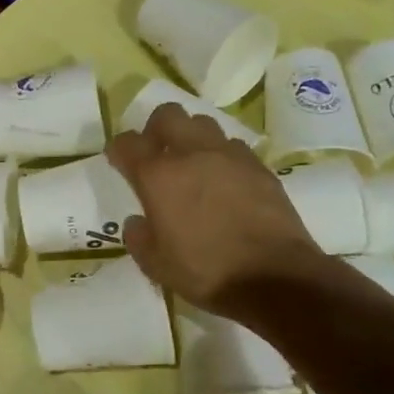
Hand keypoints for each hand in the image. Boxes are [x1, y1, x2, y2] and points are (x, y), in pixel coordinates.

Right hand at [106, 103, 326, 315]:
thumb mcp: (157, 266)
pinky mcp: (258, 166)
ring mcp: (229, 155)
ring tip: (193, 163)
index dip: (118, 149)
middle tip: (156, 153)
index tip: (118, 161)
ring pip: (202, 124)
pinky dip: (222, 156)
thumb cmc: (207, 273)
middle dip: (156, 129)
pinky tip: (225, 180)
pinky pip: (233, 146)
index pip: (127, 143)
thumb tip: (138, 221)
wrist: (276, 278)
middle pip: (167, 115)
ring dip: (191, 137)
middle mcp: (191, 154)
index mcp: (158, 176)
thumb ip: (139, 238)